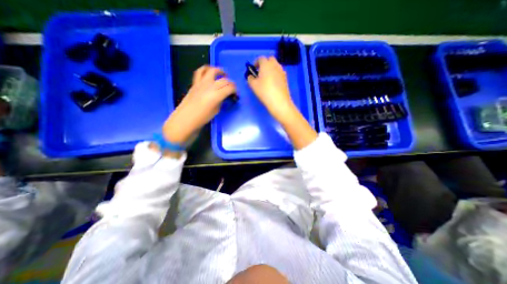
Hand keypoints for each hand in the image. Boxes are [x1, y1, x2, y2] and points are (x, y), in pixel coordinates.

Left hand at [161, 65, 236, 144]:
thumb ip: (221, 100)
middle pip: (224, 80)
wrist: (186, 118)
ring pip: (212, 71)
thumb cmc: (202, 117)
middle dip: (231, 84)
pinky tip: (209, 73)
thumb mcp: (216, 110)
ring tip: (223, 75)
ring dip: (220, 71)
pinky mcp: (195, 83)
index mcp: (217, 95)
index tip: (236, 94)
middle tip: (232, 89)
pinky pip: (200, 72)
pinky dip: (206, 70)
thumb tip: (224, 95)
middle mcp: (210, 86)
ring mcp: (201, 83)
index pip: (230, 88)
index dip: (235, 90)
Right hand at [247, 56, 297, 120]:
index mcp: (266, 64)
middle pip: (270, 59)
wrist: (279, 101)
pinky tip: (272, 83)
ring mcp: (282, 71)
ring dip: (270, 69)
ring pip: (275, 66)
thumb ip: (250, 78)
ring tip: (266, 78)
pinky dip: (275, 74)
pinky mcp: (285, 78)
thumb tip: (251, 76)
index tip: (253, 69)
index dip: (256, 63)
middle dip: (264, 63)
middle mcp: (275, 65)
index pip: (260, 58)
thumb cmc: (264, 92)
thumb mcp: (253, 85)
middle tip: (260, 72)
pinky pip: (279, 72)